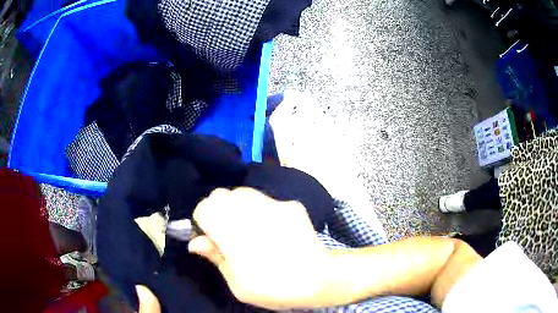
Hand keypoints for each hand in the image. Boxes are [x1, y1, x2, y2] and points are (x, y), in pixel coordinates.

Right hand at [188, 188, 329, 309]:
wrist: (319, 278)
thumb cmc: (273, 287)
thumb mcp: (237, 283)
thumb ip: (215, 257)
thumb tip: (196, 242)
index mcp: (230, 228)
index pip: (204, 207)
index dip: (203, 223)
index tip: (211, 239)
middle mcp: (248, 208)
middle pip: (221, 195)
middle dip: (218, 211)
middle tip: (229, 235)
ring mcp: (272, 203)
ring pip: (243, 193)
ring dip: (238, 207)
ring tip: (250, 230)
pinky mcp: (290, 205)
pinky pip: (267, 201)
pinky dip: (262, 210)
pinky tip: (273, 230)